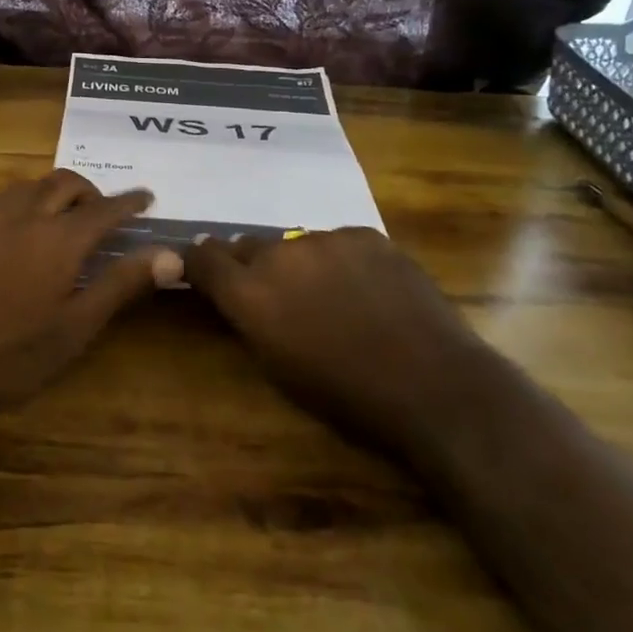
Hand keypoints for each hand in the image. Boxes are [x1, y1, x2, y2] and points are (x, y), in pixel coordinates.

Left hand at [0, 171, 181, 447]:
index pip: (105, 207)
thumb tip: (172, 254)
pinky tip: (5, 239)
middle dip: (89, 192)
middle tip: (100, 212)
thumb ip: (122, 284)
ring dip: (48, 196)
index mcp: (58, 238)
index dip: (129, 201)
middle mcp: (20, 214)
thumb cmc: (7, 357)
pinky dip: (12, 211)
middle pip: (63, 183)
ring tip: (55, 222)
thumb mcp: (74, 329)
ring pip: (24, 188)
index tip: (146, 197)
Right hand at [181, 227, 469, 420]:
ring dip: (300, 264)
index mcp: (250, 293)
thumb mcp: (278, 369)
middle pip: (247, 246)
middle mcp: (279, 254)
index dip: (199, 263)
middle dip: (253, 268)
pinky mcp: (366, 235)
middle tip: (278, 297)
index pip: (202, 256)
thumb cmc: (348, 397)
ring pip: (296, 244)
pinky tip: (368, 290)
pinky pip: (338, 242)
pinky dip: (341, 261)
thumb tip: (239, 297)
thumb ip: (250, 320)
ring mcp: (326, 238)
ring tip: (332, 296)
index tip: (205, 274)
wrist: (433, 385)